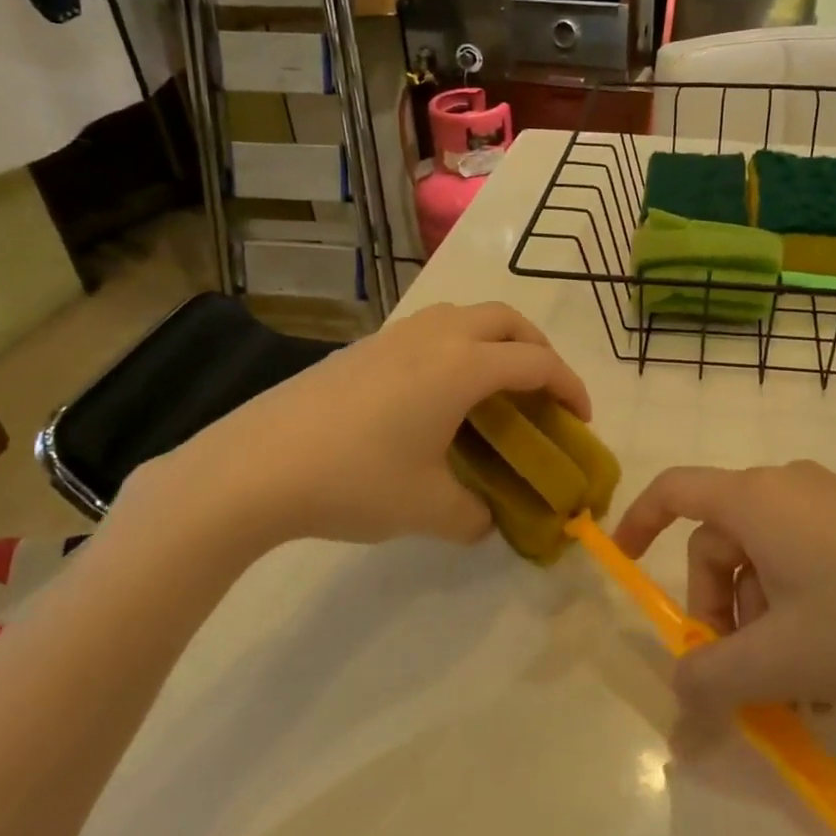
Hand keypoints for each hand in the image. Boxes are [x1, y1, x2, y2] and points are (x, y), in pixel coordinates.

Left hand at [123, 303, 588, 555]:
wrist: (256, 465)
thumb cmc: (354, 480)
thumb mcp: (427, 508)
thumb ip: (474, 515)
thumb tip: (488, 520)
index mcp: (463, 367)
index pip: (537, 364)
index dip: (570, 387)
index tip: (580, 419)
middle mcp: (437, 337)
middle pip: (508, 321)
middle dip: (538, 350)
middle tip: (543, 392)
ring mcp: (397, 335)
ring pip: (467, 316)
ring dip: (496, 340)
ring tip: (495, 386)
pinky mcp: (367, 345)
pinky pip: (433, 329)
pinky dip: (458, 346)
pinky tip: (439, 393)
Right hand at [614, 461, 835, 711]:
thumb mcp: (783, 660)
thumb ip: (713, 679)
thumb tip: (677, 695)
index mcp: (755, 498)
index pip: (674, 492)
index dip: (638, 521)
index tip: (624, 562)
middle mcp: (786, 487)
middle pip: (721, 545)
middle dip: (720, 613)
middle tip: (744, 679)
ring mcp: (829, 504)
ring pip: (766, 563)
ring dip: (764, 626)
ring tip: (801, 694)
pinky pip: (804, 563)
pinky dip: (798, 613)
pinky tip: (831, 674)